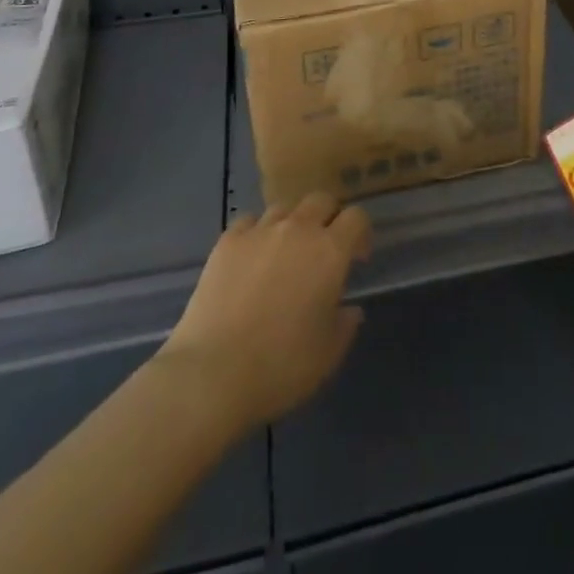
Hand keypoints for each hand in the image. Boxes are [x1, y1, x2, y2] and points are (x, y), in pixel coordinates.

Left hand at [157, 193, 370, 430]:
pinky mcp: (227, 241)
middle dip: (328, 217)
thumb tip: (350, 309)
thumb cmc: (281, 366)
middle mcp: (298, 229)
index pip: (356, 217)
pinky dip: (256, 233)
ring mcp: (259, 231)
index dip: (360, 233)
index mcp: (330, 252)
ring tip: (284, 252)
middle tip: (323, 248)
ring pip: (284, 207)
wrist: (213, 373)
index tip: (356, 258)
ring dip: (292, 223)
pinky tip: (251, 257)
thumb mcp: (328, 354)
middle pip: (320, 200)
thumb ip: (345, 324)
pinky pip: (249, 221)